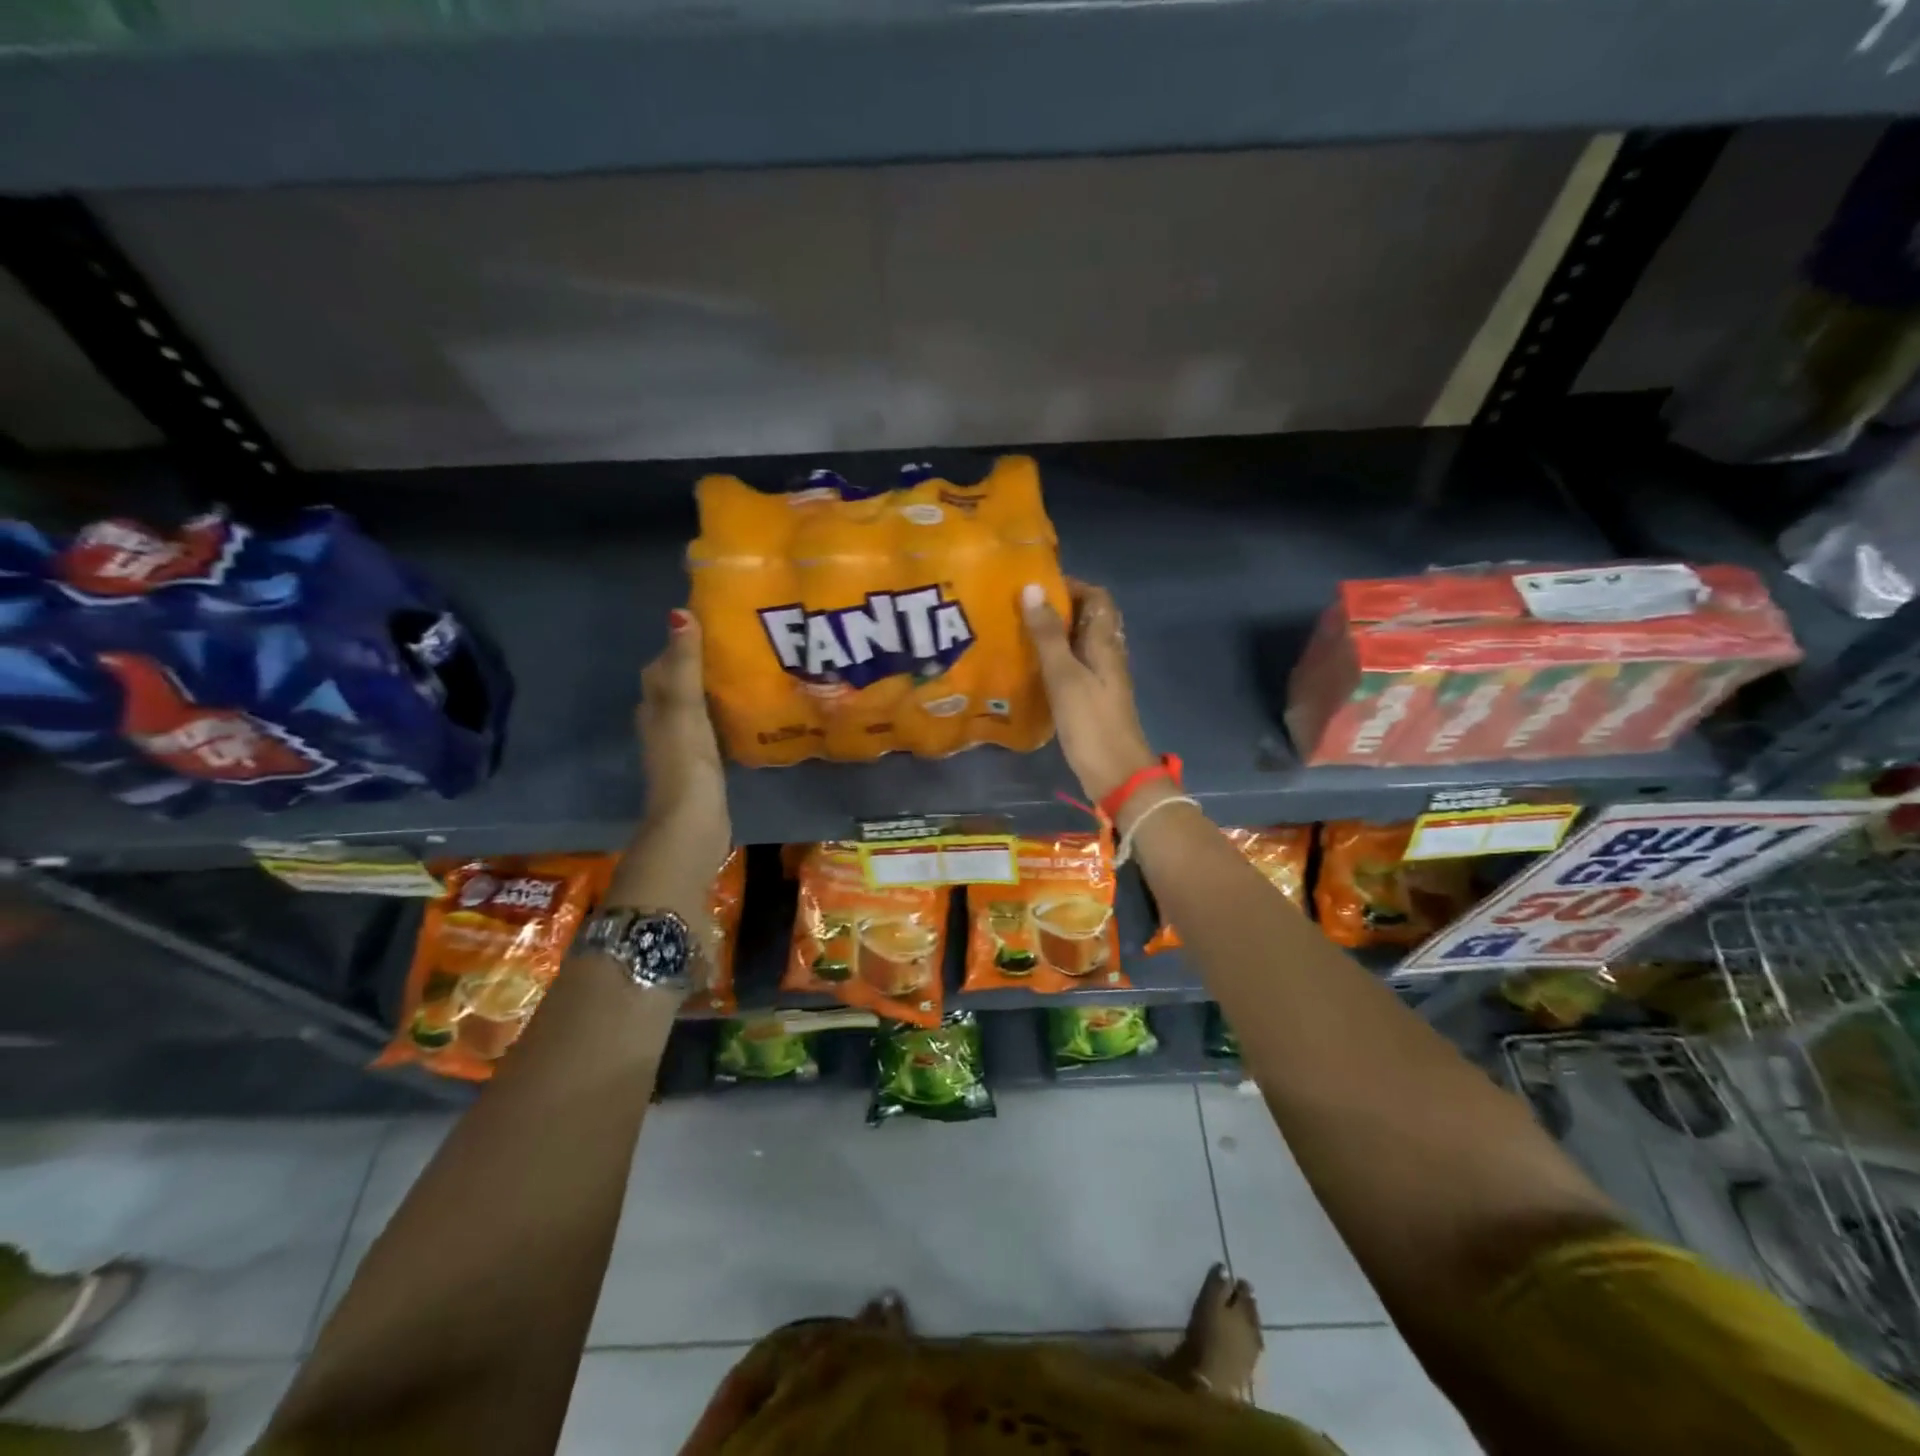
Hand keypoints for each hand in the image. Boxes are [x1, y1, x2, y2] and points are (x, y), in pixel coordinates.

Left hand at [636, 609, 730, 878]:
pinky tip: (745, 716)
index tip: (712, 626)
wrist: (691, 822)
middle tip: (736, 648)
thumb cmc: (686, 761)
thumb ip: (685, 665)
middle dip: (699, 666)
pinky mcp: (701, 766)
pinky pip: (711, 730)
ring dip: (712, 693)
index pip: (662, 666)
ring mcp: (681, 747)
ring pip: (694, 708)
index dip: (681, 645)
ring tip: (746, 675)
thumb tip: (679, 614)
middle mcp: (662, 723)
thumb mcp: (685, 707)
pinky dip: (722, 718)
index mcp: (654, 707)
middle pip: (677, 686)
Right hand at [1021, 578, 1156, 804]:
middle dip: (1059, 608)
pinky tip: (1030, 668)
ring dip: (1055, 635)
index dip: (1072, 586)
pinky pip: (1074, 667)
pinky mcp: (1092, 700)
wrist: (1116, 774)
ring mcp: (1101, 679)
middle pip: (1089, 619)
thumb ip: (1048, 634)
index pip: (1098, 598)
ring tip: (1019, 632)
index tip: (1037, 585)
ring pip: (1080, 644)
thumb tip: (1032, 588)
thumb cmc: (1091, 722)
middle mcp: (1107, 655)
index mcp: (1105, 643)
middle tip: (1020, 608)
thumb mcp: (1064, 675)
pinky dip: (1055, 660)